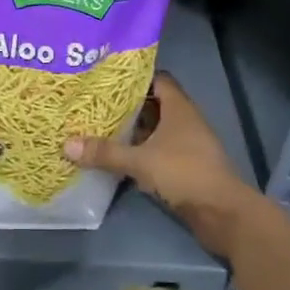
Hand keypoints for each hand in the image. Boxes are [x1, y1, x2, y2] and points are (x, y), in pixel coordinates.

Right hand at [64, 74, 266, 256]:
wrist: (222, 213)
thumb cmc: (184, 173)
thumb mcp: (140, 161)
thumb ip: (105, 152)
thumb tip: (67, 143)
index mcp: (179, 108)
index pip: (158, 79)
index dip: (135, 76)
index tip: (108, 78)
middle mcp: (185, 121)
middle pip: (154, 104)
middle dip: (127, 105)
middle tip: (96, 103)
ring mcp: (188, 145)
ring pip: (155, 130)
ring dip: (133, 131)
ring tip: (100, 127)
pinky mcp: (186, 167)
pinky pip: (159, 151)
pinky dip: (141, 151)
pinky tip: (119, 157)